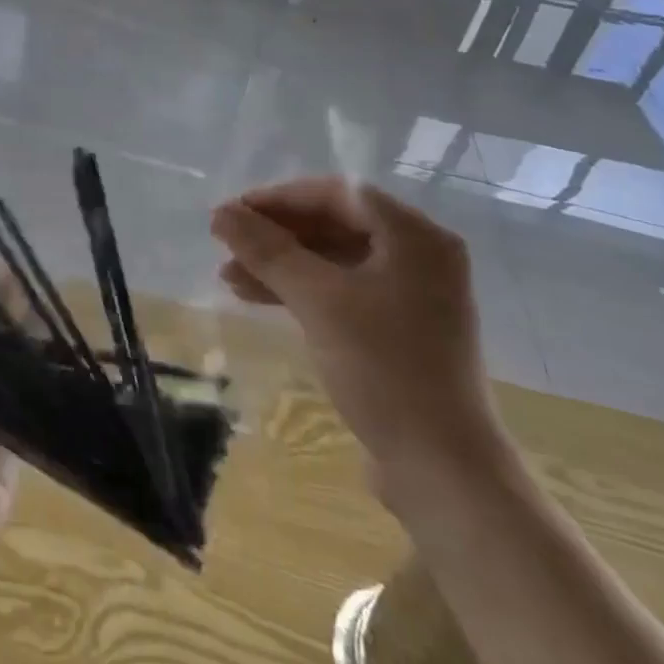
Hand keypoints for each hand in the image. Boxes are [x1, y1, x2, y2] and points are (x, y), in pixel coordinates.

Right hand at [209, 177, 513, 498]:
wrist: (442, 469)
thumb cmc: (383, 367)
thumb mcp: (317, 300)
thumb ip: (267, 250)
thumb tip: (221, 212)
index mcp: (415, 237)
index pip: (337, 194)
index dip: (280, 199)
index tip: (234, 213)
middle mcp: (419, 257)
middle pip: (335, 224)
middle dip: (277, 234)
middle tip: (227, 244)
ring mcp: (412, 295)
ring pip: (334, 260)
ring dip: (282, 264)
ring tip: (230, 276)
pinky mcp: (400, 330)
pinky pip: (343, 291)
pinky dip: (302, 291)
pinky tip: (259, 298)